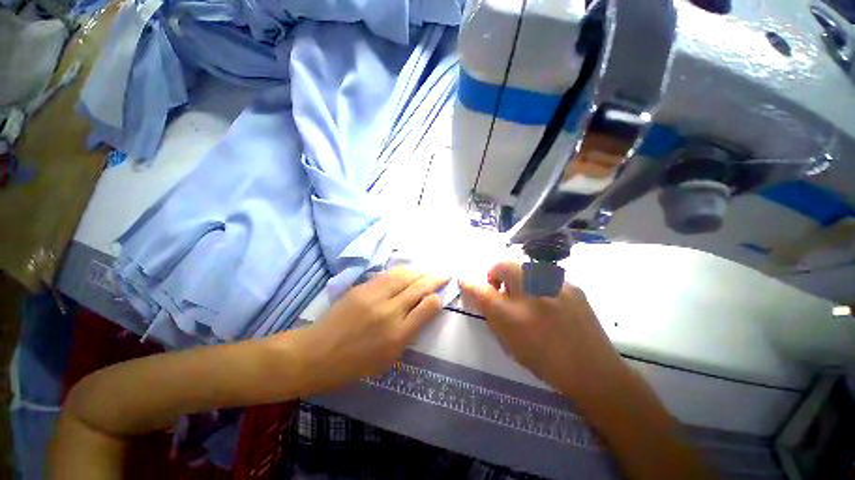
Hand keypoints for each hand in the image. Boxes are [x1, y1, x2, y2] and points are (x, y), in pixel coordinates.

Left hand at [297, 268, 448, 392]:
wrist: (316, 354)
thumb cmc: (354, 364)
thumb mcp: (388, 360)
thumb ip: (408, 335)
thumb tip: (422, 313)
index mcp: (397, 335)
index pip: (426, 309)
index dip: (437, 299)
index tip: (440, 296)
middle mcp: (389, 312)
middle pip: (418, 289)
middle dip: (434, 279)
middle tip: (444, 274)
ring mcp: (374, 297)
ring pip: (404, 277)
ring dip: (419, 272)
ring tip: (429, 269)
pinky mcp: (361, 288)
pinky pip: (387, 276)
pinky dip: (401, 272)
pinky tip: (407, 270)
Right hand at [460, 262, 624, 402]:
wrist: (593, 371)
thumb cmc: (545, 361)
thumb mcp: (509, 341)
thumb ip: (491, 313)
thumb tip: (479, 293)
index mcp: (514, 316)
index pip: (482, 290)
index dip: (471, 284)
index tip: (466, 282)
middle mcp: (534, 296)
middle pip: (504, 265)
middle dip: (496, 272)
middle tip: (501, 289)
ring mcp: (557, 287)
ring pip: (525, 267)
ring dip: (517, 276)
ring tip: (524, 295)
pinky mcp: (573, 285)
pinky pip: (545, 275)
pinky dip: (537, 282)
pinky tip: (546, 299)